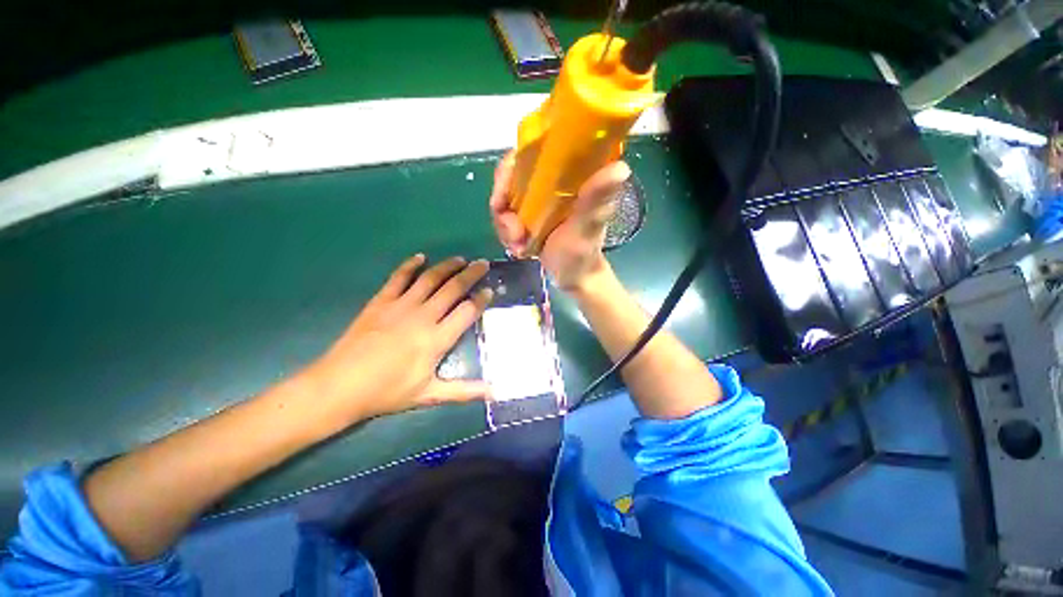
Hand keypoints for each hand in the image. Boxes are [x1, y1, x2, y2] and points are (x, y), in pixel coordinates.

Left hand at [297, 255, 492, 426]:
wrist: (339, 386)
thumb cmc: (387, 392)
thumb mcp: (429, 395)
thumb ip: (464, 391)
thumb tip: (494, 393)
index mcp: (437, 339)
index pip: (467, 311)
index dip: (481, 299)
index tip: (490, 290)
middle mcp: (423, 316)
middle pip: (453, 288)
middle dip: (472, 274)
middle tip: (483, 263)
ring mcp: (401, 306)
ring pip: (430, 279)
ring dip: (448, 266)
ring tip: (461, 259)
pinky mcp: (381, 301)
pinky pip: (399, 277)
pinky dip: (410, 265)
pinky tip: (420, 257)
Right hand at [489, 152, 630, 291]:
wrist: (573, 277)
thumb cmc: (583, 253)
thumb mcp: (588, 226)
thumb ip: (596, 200)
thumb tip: (620, 168)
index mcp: (567, 175)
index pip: (530, 153)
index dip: (509, 170)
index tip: (503, 198)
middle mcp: (548, 182)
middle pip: (509, 179)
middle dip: (503, 208)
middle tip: (515, 234)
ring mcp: (536, 200)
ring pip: (504, 201)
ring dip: (505, 227)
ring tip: (520, 247)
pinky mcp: (528, 217)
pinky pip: (505, 218)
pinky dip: (506, 234)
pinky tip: (519, 249)